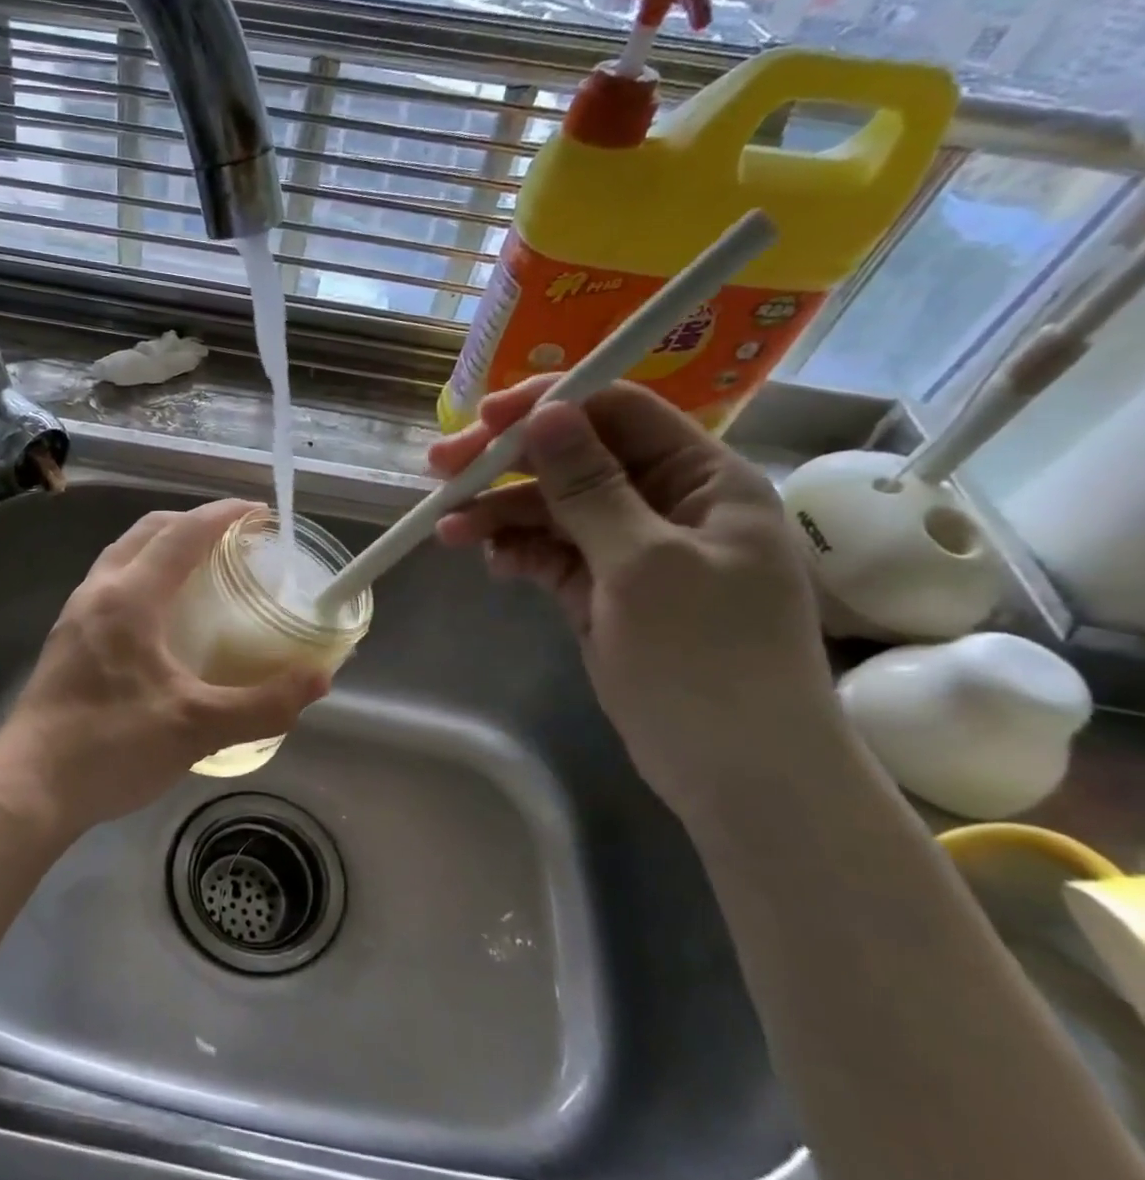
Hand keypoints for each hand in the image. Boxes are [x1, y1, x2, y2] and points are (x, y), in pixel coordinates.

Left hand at [0, 500, 329, 834]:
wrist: (29, 787)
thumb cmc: (111, 747)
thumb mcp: (197, 728)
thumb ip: (263, 704)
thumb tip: (319, 680)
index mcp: (129, 598)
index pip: (182, 534)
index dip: (224, 515)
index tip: (260, 512)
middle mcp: (98, 592)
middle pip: (147, 532)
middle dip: (192, 522)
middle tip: (233, 538)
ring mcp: (75, 615)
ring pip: (122, 555)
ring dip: (162, 546)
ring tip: (200, 568)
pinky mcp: (66, 639)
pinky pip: (110, 583)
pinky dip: (142, 574)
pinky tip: (161, 616)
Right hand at [430, 378, 839, 822]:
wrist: (739, 774)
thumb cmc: (707, 659)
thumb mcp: (645, 565)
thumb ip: (591, 488)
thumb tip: (546, 413)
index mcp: (703, 481)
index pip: (620, 413)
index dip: (550, 406)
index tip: (483, 419)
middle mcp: (666, 505)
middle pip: (575, 460)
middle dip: (508, 464)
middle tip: (440, 468)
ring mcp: (630, 551)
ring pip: (554, 511)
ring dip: (500, 514)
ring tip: (447, 531)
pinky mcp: (602, 592)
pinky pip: (551, 554)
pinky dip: (518, 552)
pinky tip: (492, 563)